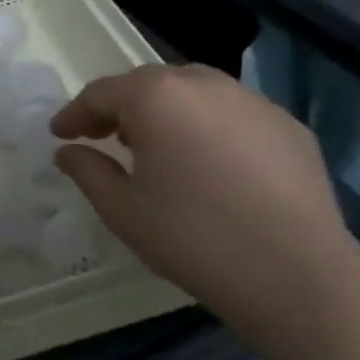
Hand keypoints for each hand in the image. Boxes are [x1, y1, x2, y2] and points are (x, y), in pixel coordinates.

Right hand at [51, 64, 359, 353]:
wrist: (299, 276)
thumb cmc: (194, 239)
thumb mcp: (122, 210)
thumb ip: (87, 170)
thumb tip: (68, 151)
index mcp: (156, 97)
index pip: (101, 93)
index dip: (74, 113)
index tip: (60, 134)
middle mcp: (204, 84)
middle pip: (148, 84)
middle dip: (121, 107)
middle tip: (105, 138)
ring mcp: (253, 101)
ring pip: (194, 92)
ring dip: (166, 112)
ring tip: (158, 147)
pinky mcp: (289, 126)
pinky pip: (233, 114)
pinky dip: (210, 127)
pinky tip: (211, 164)